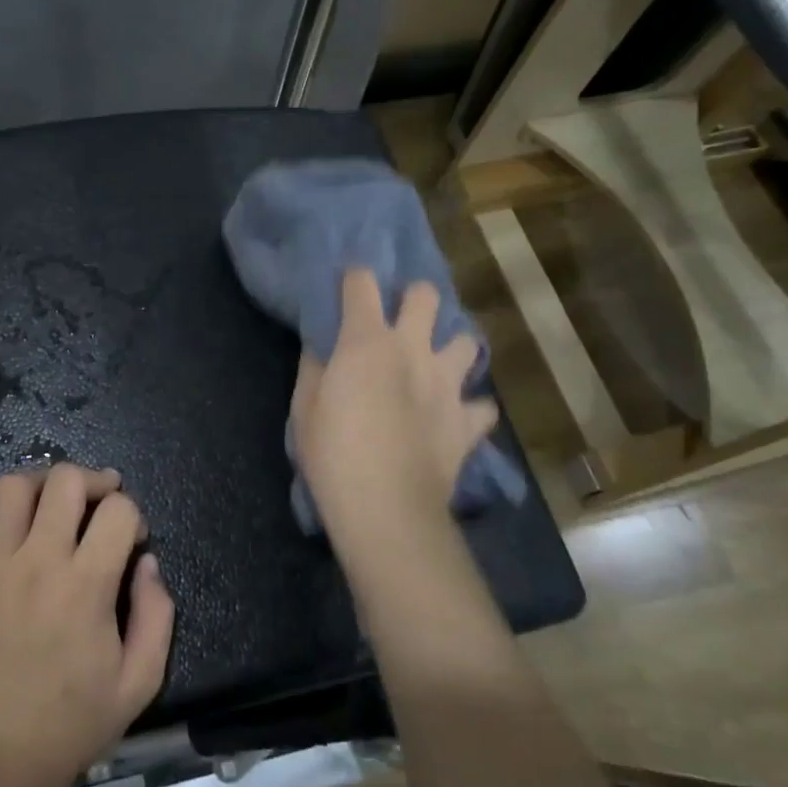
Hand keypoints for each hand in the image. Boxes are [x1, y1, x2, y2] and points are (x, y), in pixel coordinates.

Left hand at [0, 464, 175, 786]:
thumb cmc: (72, 724)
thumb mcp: (139, 681)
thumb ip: (157, 613)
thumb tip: (147, 561)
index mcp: (86, 584)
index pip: (118, 509)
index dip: (133, 515)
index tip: (131, 540)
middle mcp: (39, 561)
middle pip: (65, 479)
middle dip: (92, 481)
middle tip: (98, 503)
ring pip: (13, 487)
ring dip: (40, 486)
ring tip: (51, 508)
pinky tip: (1, 530)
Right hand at [292, 270, 497, 550]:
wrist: (386, 508)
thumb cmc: (333, 453)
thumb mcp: (305, 407)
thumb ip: (316, 367)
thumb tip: (323, 346)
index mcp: (367, 341)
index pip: (362, 283)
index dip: (355, 278)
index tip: (348, 288)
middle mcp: (412, 350)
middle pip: (425, 296)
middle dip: (414, 298)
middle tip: (400, 320)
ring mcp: (447, 384)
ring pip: (467, 342)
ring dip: (451, 348)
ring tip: (436, 365)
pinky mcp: (468, 421)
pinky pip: (482, 407)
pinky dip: (471, 408)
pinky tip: (457, 417)